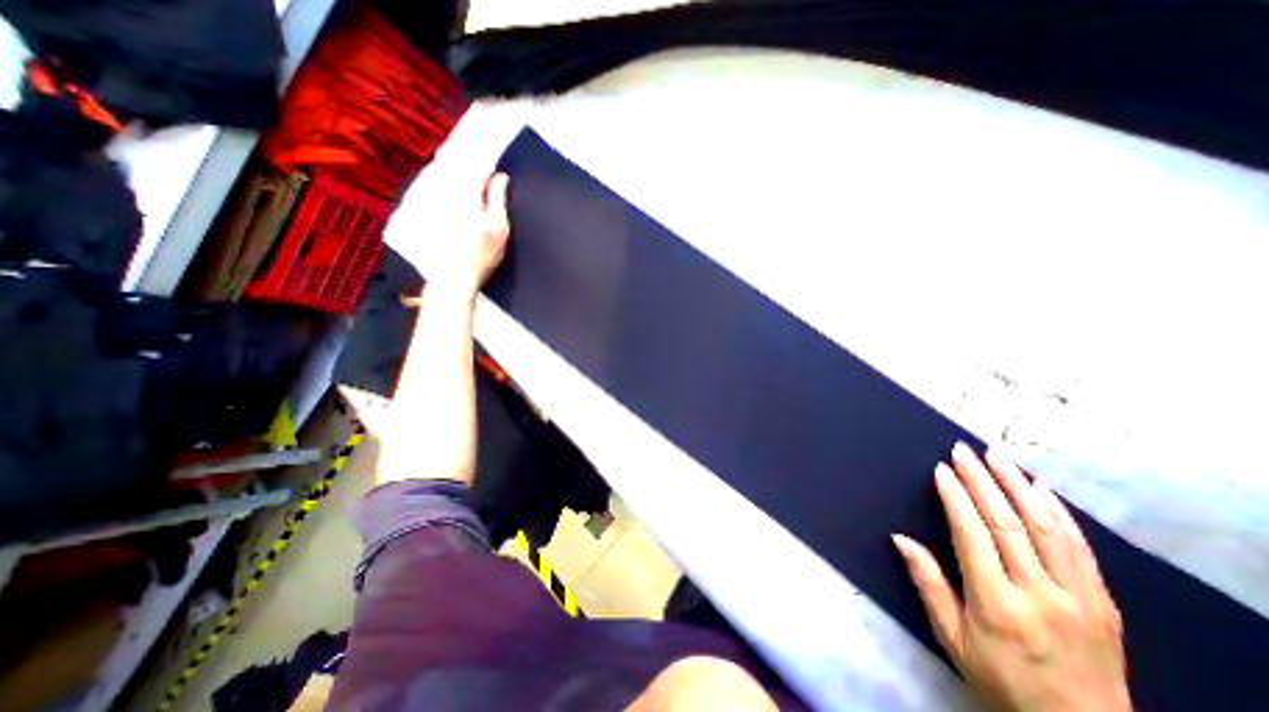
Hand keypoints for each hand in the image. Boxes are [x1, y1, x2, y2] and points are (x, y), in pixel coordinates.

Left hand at [424, 171, 508, 293]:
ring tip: (468, 183)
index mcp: (465, 192)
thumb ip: (499, 198)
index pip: (477, 167)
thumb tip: (502, 176)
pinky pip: (428, 186)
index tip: (497, 172)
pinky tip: (449, 196)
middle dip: (470, 167)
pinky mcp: (418, 208)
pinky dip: (439, 185)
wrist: (453, 276)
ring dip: (454, 172)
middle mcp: (443, 189)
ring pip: (440, 173)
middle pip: (456, 166)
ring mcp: (428, 198)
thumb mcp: (499, 227)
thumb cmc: (482, 254)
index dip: (488, 167)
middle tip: (484, 175)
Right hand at [889, 443, 1130, 709]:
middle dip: (983, 480)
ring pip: (1047, 527)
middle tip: (964, 450)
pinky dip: (1060, 512)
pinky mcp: (1105, 603)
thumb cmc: (1002, 680)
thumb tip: (900, 538)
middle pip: (1009, 523)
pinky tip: (1042, 488)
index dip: (956, 497)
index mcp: (997, 604)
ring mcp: (1080, 598)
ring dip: (1020, 486)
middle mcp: (1040, 595)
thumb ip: (927, 583)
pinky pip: (1081, 548)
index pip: (972, 534)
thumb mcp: (951, 637)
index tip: (941, 469)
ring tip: (999, 457)